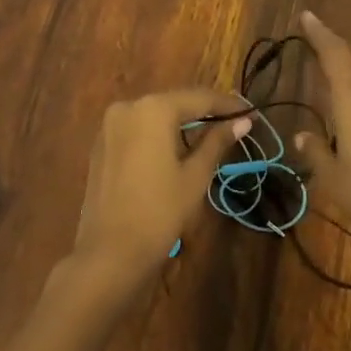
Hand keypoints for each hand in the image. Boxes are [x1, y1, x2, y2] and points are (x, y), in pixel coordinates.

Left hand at [70, 88, 250, 287]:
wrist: (110, 252)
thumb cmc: (160, 212)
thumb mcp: (195, 176)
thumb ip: (217, 142)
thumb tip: (242, 121)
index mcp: (153, 108)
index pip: (198, 98)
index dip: (226, 104)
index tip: (250, 110)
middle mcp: (128, 106)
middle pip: (174, 103)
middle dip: (203, 112)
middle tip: (233, 122)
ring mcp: (110, 124)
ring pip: (154, 115)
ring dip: (180, 123)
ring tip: (210, 134)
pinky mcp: (101, 144)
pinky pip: (137, 129)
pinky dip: (158, 134)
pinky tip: (176, 148)